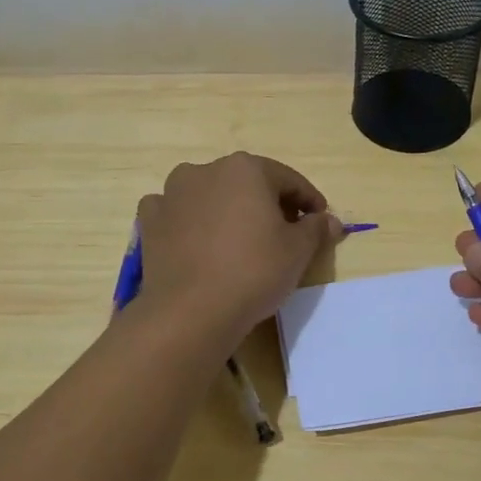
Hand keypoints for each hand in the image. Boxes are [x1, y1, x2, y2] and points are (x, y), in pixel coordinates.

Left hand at [137, 153, 342, 343]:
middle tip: (284, 233)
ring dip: (227, 209)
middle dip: (268, 204)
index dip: (309, 201)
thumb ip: (316, 229)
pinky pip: (177, 213)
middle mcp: (206, 170)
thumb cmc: (253, 272)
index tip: (320, 222)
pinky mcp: (150, 220)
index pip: (288, 180)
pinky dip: (190, 221)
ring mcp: (172, 193)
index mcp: (245, 168)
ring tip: (240, 239)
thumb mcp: (298, 252)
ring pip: (210, 194)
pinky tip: (198, 241)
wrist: (190, 312)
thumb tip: (329, 220)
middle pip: (248, 184)